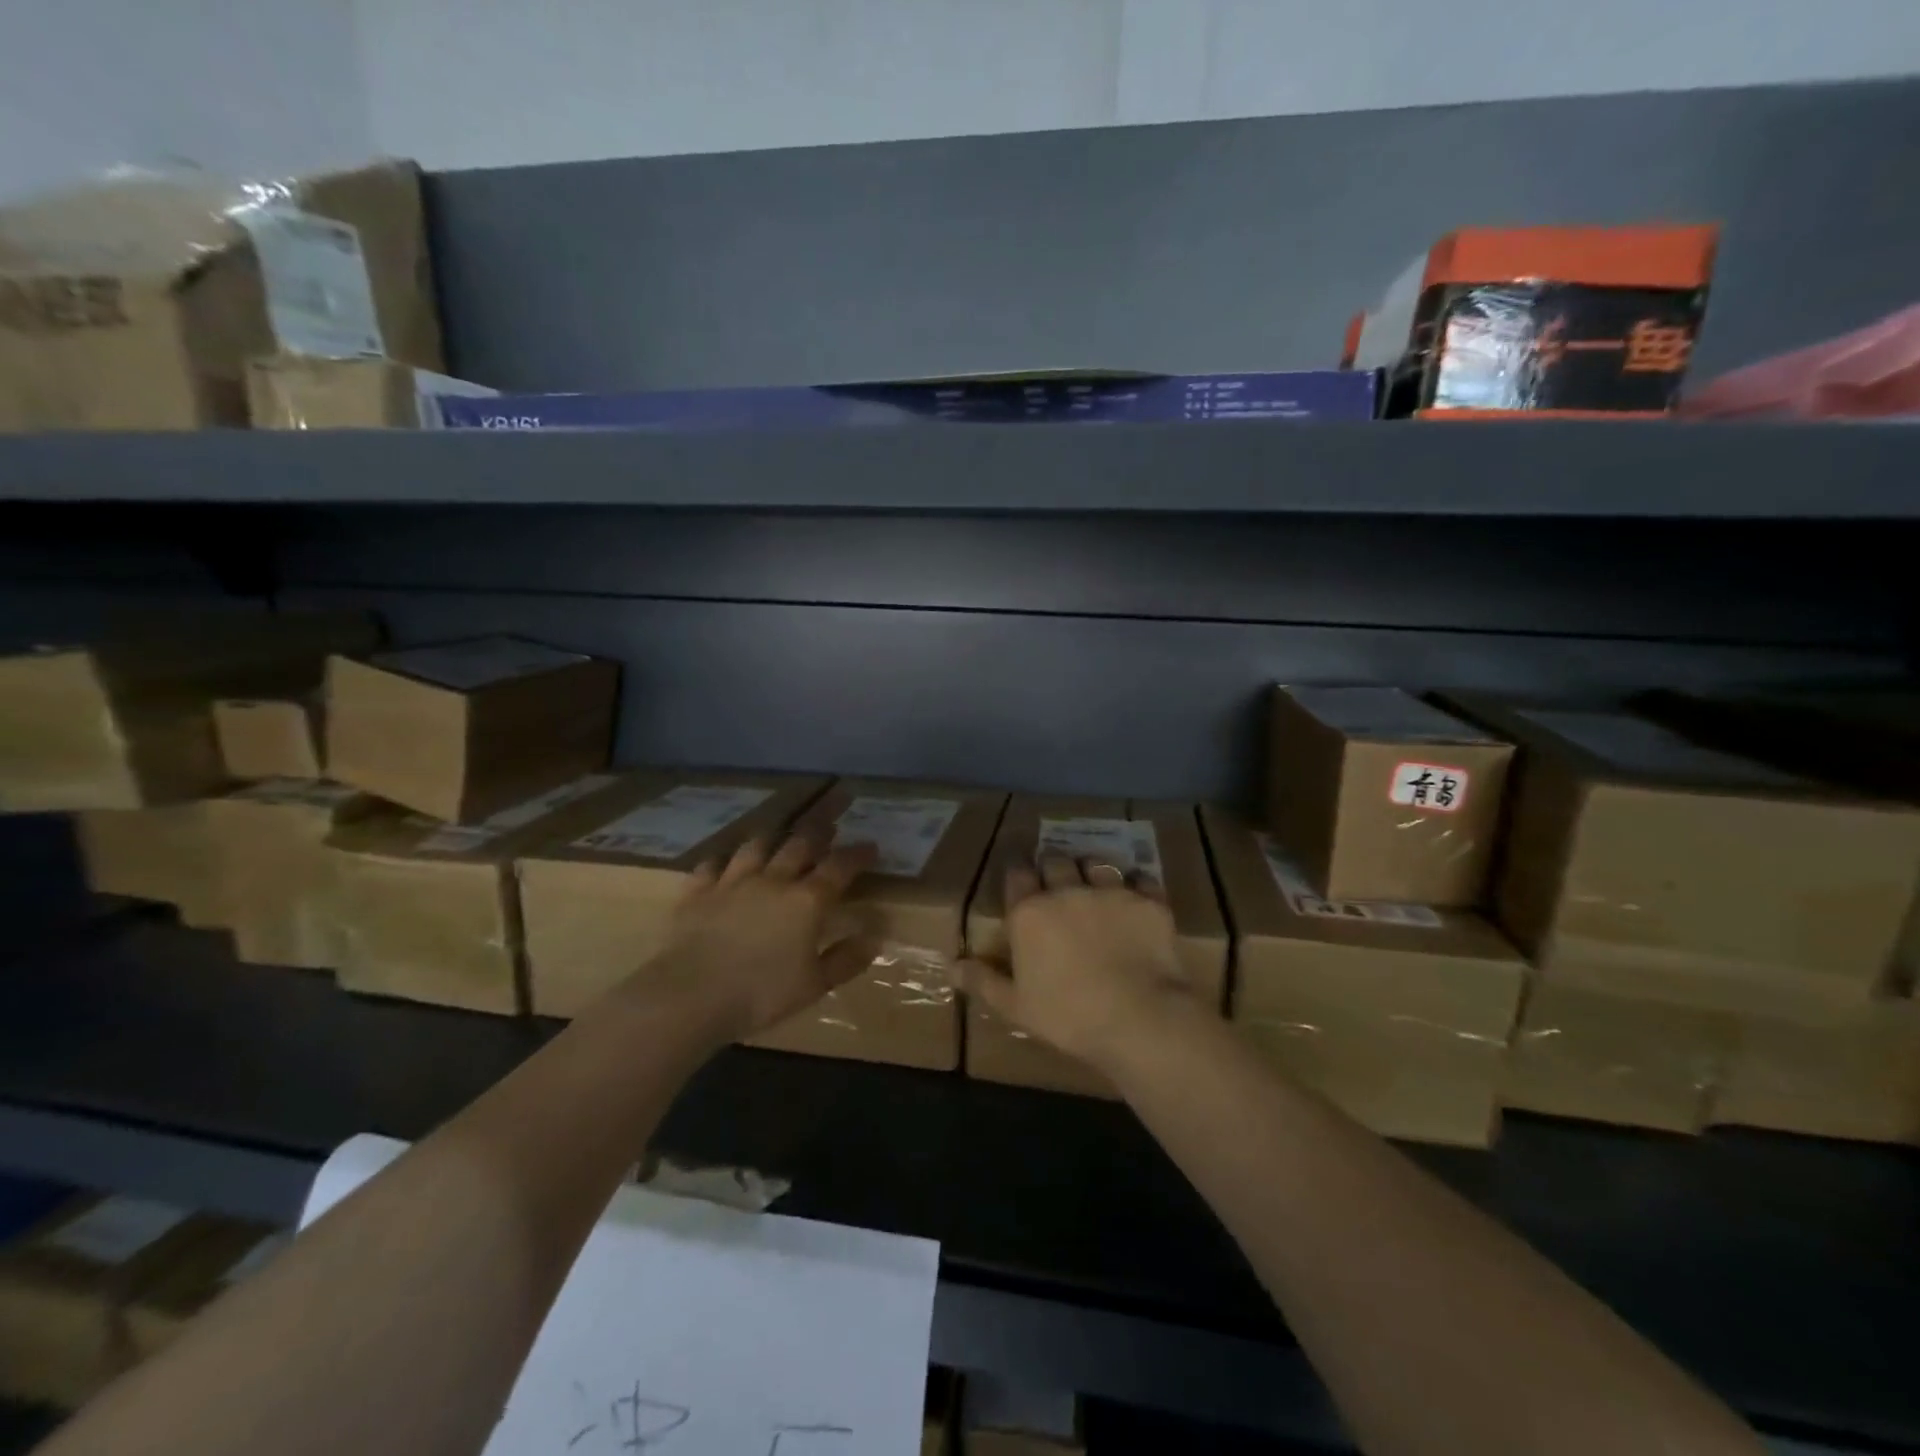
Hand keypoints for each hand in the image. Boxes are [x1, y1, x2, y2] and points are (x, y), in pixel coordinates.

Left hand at [638, 832, 878, 1042]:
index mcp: (806, 901)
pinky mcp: (698, 891)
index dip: (858, 855)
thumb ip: (845, 960)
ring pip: (756, 846)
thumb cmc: (760, 994)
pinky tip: (724, 861)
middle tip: (830, 823)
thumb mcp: (814, 986)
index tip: (871, 846)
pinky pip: (711, 865)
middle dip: (819, 831)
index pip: (839, 868)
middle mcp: (773, 880)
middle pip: (799, 845)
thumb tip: (873, 939)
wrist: (691, 995)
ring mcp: (732, 881)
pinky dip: (721, 860)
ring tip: (780, 832)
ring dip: (772, 836)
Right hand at [959, 855, 1190, 1072]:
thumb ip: (983, 981)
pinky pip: (1141, 879)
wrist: (1140, 1018)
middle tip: (1057, 884)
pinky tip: (1136, 900)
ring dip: (1092, 872)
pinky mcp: (1148, 901)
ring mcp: (1111, 892)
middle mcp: (1067, 891)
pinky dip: (1136, 886)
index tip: (1022, 879)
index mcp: (1030, 913)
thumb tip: (952, 967)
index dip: (1018, 873)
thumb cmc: (1068, 1016)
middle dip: (1054, 867)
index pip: (1017, 874)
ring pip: (1097, 863)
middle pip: (1056, 861)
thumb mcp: (1015, 1006)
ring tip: (1095, 888)